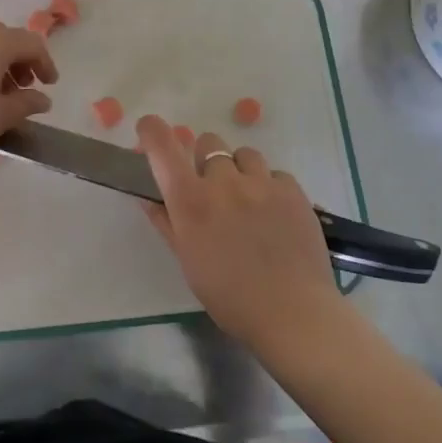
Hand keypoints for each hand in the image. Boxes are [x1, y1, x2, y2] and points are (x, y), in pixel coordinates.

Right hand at [136, 116, 342, 348]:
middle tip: (210, 188)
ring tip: (246, 200)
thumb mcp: (187, 261)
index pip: (162, 145)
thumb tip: (148, 197)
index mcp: (190, 200)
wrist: (291, 312)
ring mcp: (261, 183)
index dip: (152, 130)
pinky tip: (273, 214)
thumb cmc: (228, 295)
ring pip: (243, 154)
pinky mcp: (293, 191)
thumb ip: (166, 222)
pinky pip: (274, 174)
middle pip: (207, 143)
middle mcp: (223, 181)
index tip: (149, 131)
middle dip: (203, 159)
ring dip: (238, 170)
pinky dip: (268, 186)